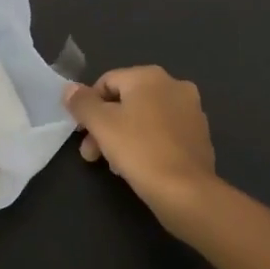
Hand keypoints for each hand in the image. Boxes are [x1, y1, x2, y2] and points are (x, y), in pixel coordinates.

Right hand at [65, 67, 220, 236]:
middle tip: (92, 154)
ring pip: (145, 118)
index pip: (106, 82)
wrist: (187, 192)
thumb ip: (82, 103)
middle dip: (105, 126)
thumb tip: (70, 89)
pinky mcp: (199, 135)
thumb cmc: (140, 151)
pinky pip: (164, 133)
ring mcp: (191, 110)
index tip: (82, 134)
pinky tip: (139, 167)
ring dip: (123, 136)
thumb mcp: (101, 125)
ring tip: (114, 165)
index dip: (89, 107)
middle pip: (127, 100)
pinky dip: (147, 144)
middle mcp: (174, 85)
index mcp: (150, 76)